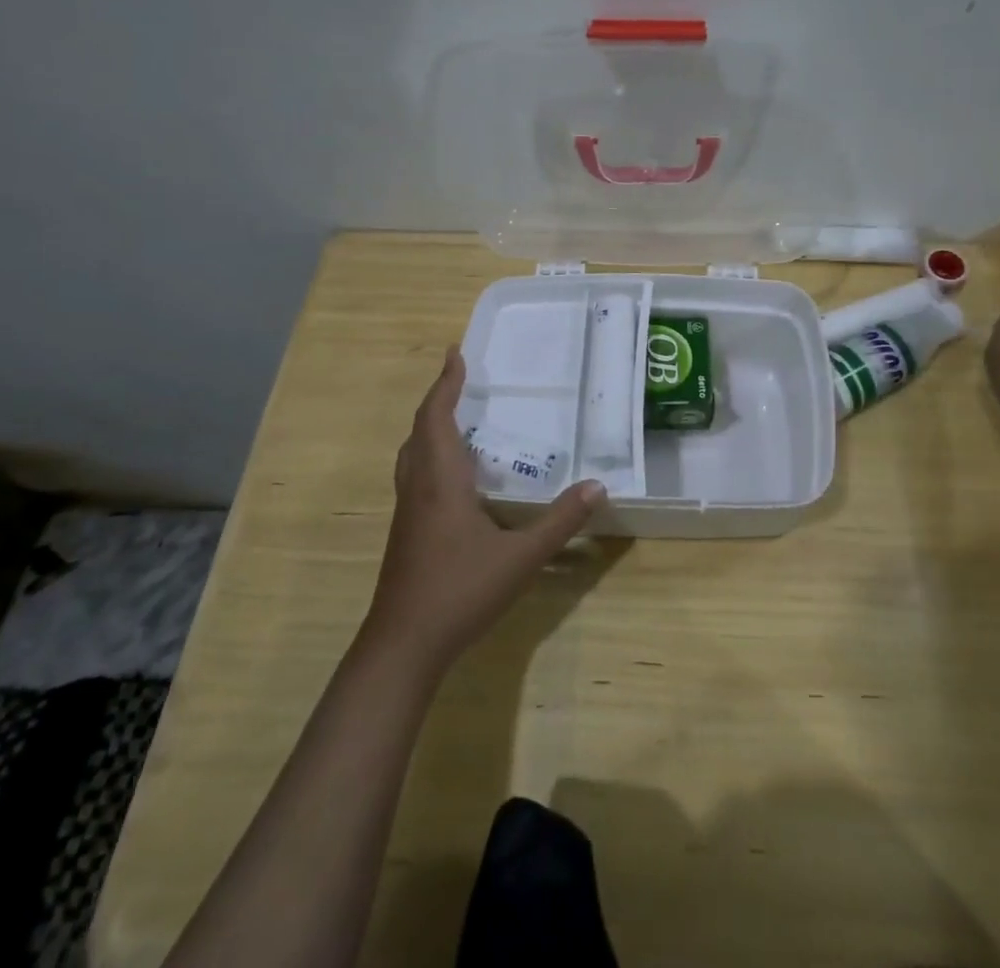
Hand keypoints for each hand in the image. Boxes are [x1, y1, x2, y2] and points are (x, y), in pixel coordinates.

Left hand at [365, 347, 605, 674]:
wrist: (402, 647)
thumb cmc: (459, 592)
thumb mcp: (520, 558)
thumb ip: (560, 522)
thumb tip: (597, 486)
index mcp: (441, 481)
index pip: (437, 417)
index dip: (445, 383)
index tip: (455, 353)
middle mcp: (419, 487)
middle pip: (420, 430)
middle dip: (438, 400)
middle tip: (460, 379)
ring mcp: (407, 512)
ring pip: (412, 454)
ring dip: (430, 427)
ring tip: (457, 418)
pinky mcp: (406, 532)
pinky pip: (415, 475)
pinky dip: (430, 455)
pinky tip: (455, 477)